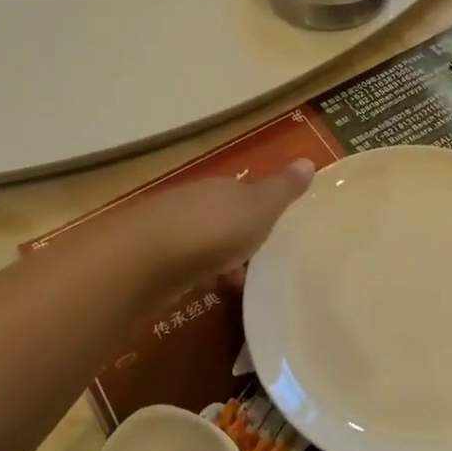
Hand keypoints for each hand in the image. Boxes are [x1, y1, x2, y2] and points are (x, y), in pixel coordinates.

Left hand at [134, 159, 315, 291]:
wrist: (143, 259)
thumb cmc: (213, 230)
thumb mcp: (261, 208)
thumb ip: (284, 188)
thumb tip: (308, 160)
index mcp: (223, 187)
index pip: (246, 192)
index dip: (261, 209)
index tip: (275, 231)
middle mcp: (195, 201)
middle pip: (222, 215)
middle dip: (238, 236)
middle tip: (259, 262)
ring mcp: (168, 228)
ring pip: (201, 240)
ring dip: (217, 258)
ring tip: (235, 284)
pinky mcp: (148, 258)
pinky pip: (182, 262)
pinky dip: (196, 273)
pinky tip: (203, 290)